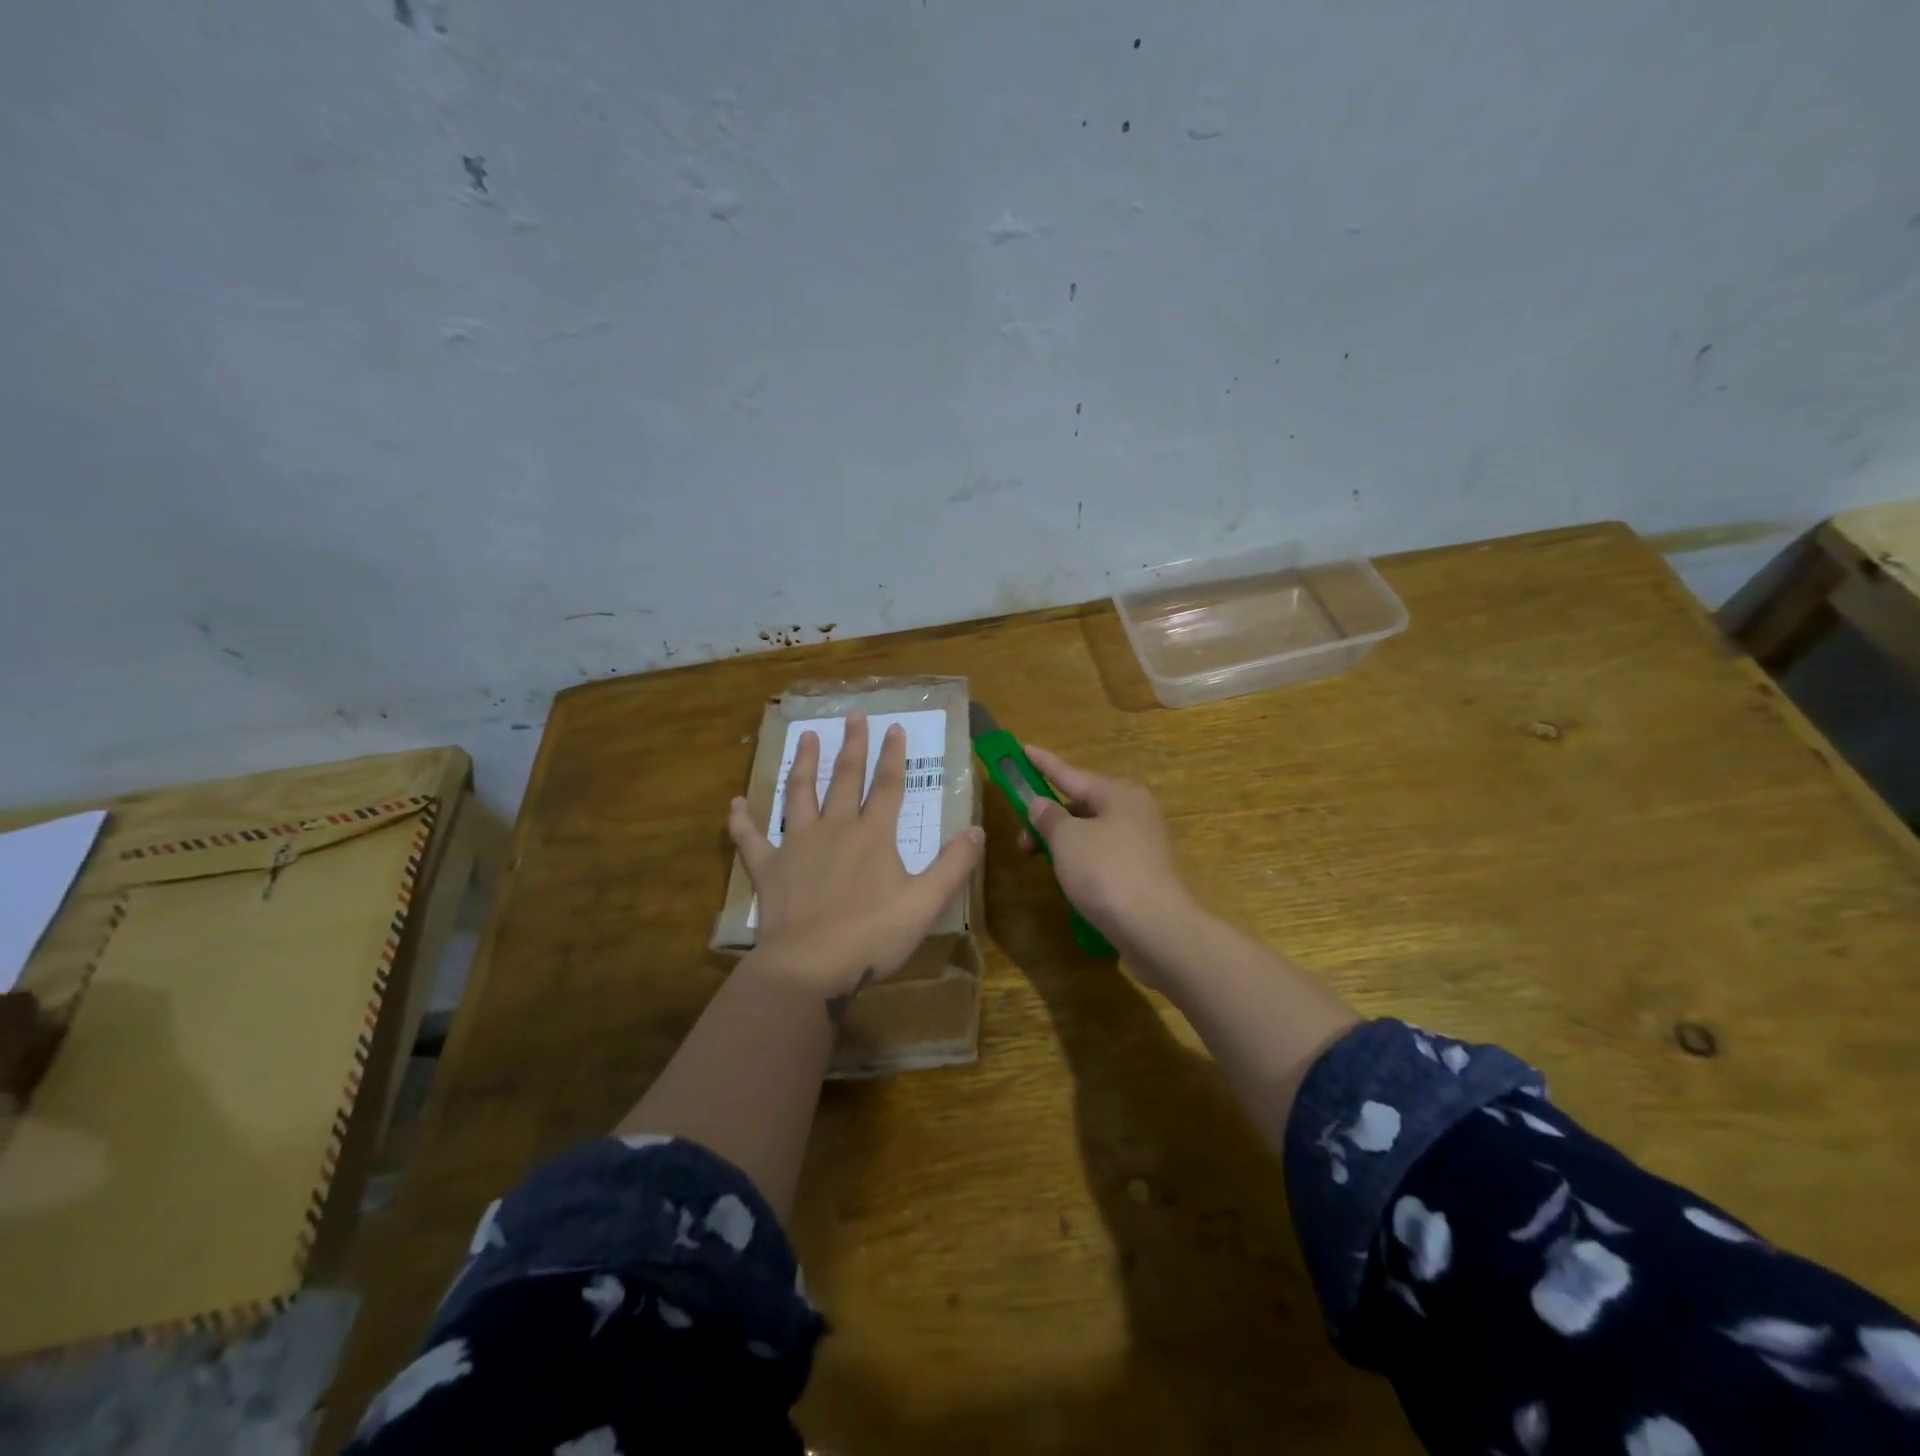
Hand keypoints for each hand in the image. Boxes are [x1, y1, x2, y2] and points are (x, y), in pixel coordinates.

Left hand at [729, 711, 984, 1006]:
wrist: (811, 965)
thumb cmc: (872, 935)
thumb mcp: (925, 902)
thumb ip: (953, 865)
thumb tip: (978, 830)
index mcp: (873, 835)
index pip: (888, 786)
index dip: (893, 756)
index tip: (894, 728)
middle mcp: (835, 828)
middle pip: (845, 778)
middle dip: (852, 745)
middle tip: (853, 715)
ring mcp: (797, 845)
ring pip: (799, 794)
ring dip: (802, 764)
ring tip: (804, 737)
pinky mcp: (769, 869)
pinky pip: (751, 839)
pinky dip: (742, 821)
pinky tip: (735, 803)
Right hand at [1021, 745, 1199, 972]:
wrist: (1155, 928)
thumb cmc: (1106, 872)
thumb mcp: (1067, 839)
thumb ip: (1049, 817)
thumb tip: (1040, 804)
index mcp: (1119, 793)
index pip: (1070, 773)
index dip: (1043, 764)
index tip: (1023, 748)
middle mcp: (1134, 811)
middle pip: (1080, 805)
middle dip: (1048, 818)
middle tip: (1023, 840)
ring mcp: (1141, 843)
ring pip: (1090, 833)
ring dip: (1062, 843)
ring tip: (1042, 863)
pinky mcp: (1142, 872)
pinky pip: (1102, 856)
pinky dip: (1080, 862)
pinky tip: (1069, 880)